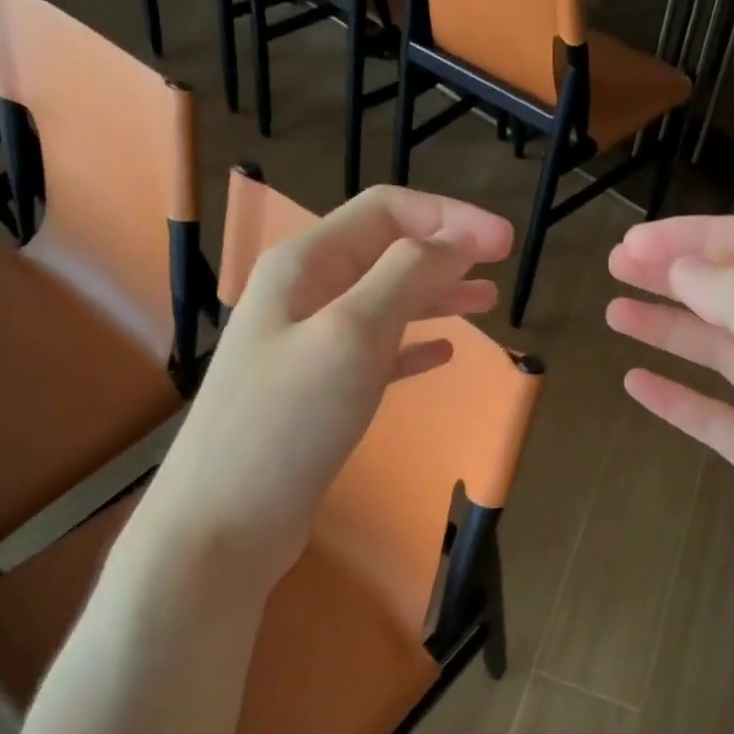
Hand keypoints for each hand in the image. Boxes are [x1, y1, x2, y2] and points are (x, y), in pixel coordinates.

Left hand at [127, 185, 512, 591]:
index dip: (450, 217)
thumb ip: (406, 277)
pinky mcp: (317, 394)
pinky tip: (442, 354)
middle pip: (385, 252)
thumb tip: (459, 238)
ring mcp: (307, 346)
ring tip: (485, 304)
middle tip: (501, 268)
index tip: (506, 243)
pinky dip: (412, 346)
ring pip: (384, 302)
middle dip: (446, 252)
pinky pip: (375, 353)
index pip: (386, 212)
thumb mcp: (352, 335)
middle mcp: (303, 294)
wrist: (226, 521)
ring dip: (435, 295)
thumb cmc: (288, 423)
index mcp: (305, 264)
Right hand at [606, 215, 733, 654]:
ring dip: (670, 329)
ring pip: (723, 351)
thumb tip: (686, 268)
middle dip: (676, 275)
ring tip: (614, 313)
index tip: (630, 244)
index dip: (694, 239)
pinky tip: (638, 385)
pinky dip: (678, 397)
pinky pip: (717, 413)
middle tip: (614, 266)